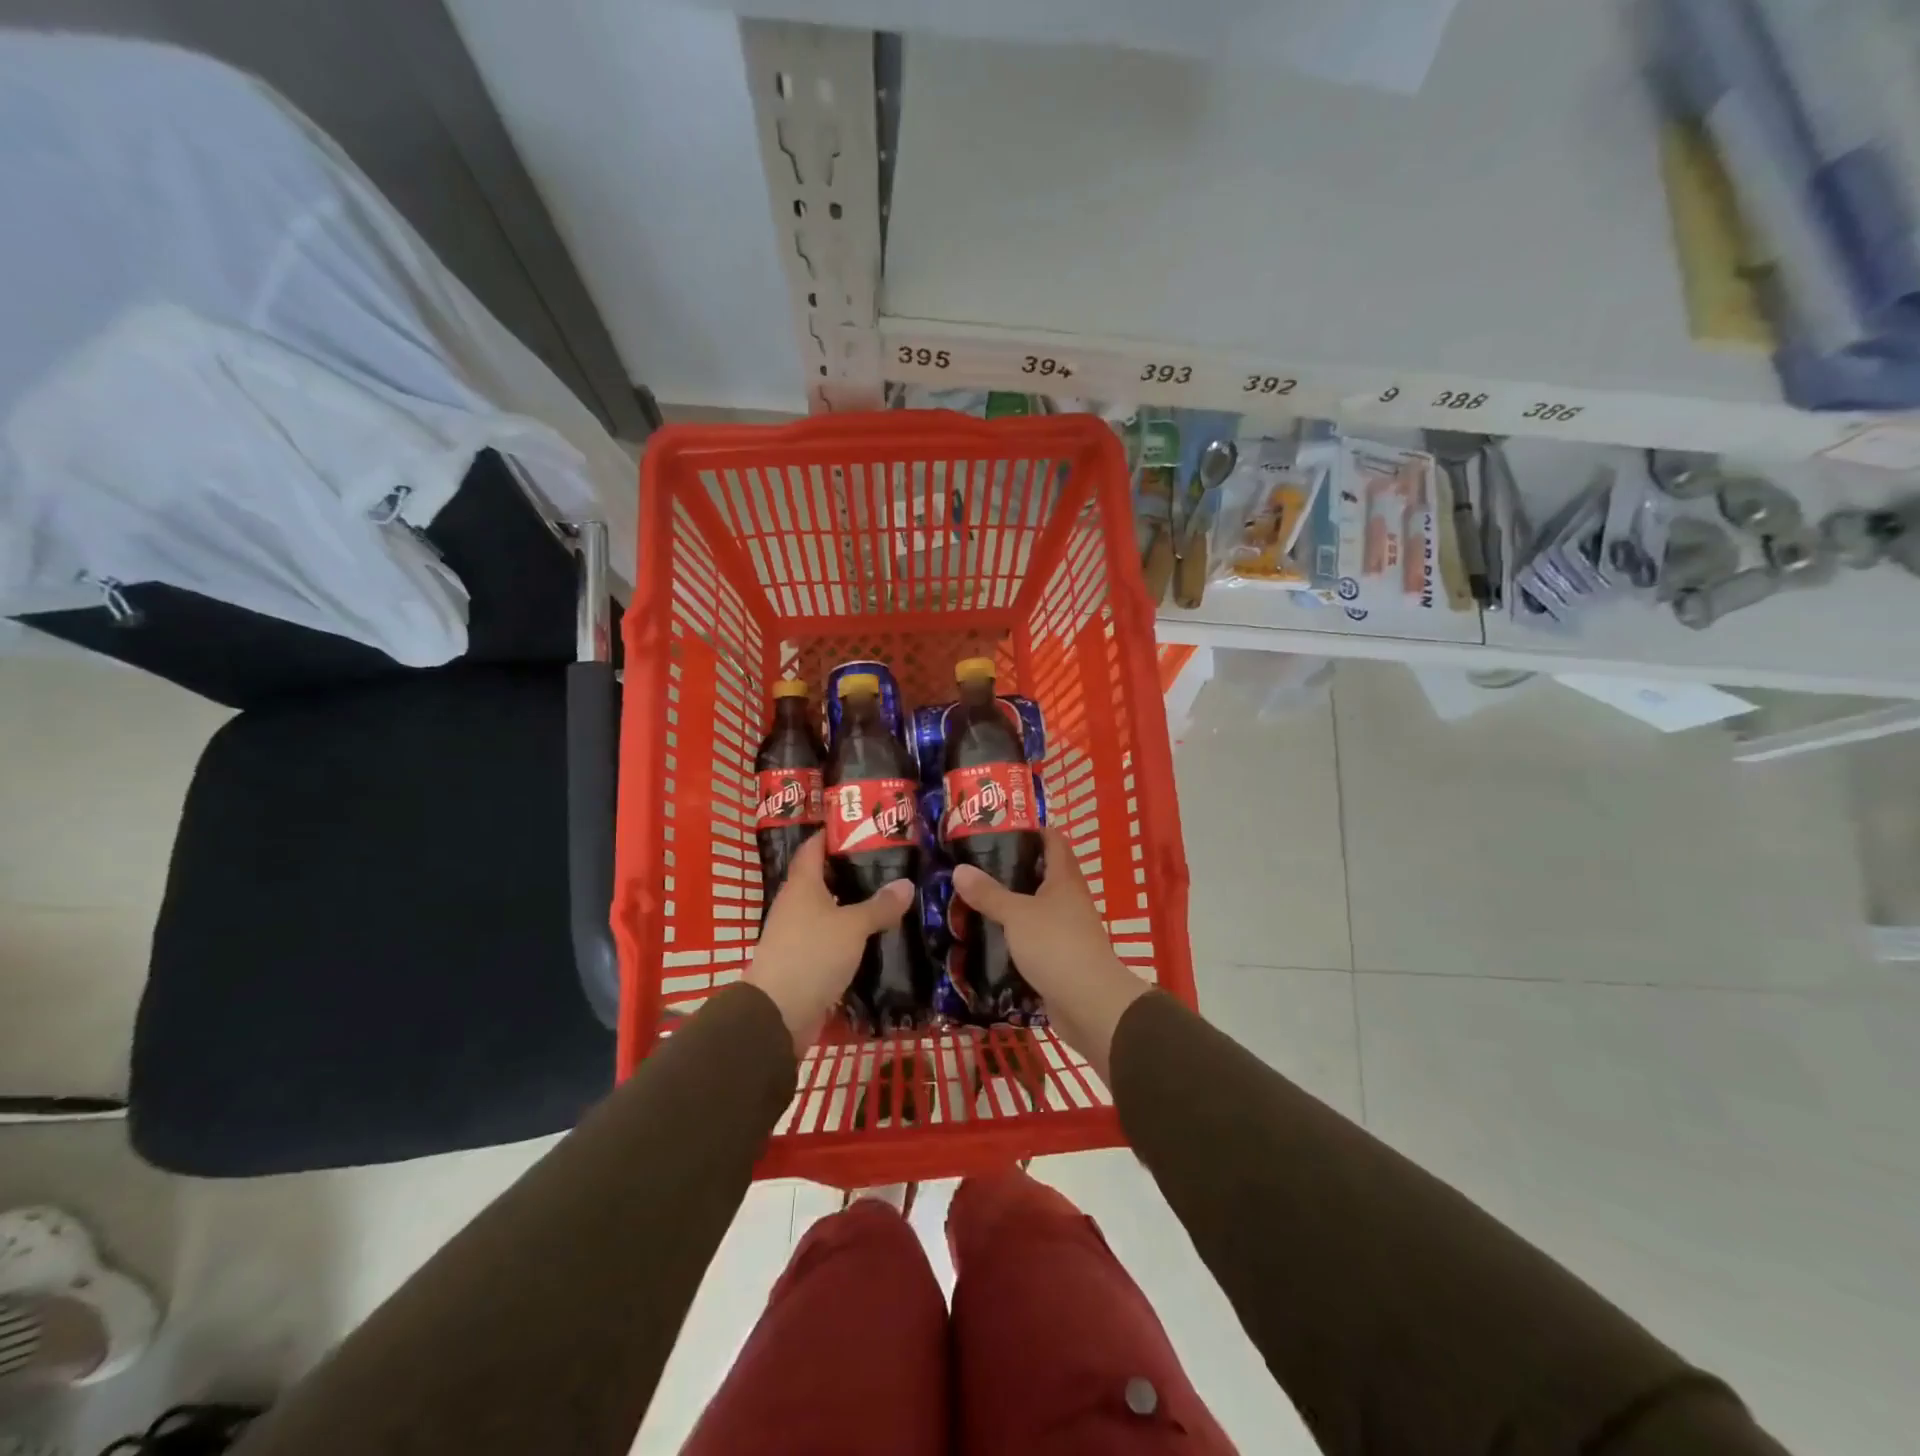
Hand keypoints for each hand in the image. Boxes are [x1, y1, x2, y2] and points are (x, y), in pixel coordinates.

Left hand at [746, 832, 912, 1052]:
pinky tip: (874, 937)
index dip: (833, 834)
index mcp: (802, 885)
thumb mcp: (853, 926)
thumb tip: (906, 884)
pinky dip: (849, 935)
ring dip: (852, 905)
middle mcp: (795, 904)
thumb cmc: (812, 954)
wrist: (777, 1013)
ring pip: (828, 910)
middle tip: (887, 864)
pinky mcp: (804, 962)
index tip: (860, 827)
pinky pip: (830, 939)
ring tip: (888, 898)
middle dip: (851, 870)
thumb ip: (879, 905)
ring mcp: (797, 934)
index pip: (814, 847)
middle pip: (822, 879)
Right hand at [951, 826, 1151, 1081]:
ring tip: (973, 898)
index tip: (999, 827)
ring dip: (1010, 904)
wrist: (1090, 1004)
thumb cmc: (1056, 946)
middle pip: (1042, 874)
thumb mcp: (1017, 915)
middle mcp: (1068, 899)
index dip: (1032, 829)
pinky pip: (1033, 938)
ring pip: (1035, 908)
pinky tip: (987, 936)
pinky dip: (1013, 935)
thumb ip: (989, 893)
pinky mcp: (1059, 958)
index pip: (1053, 841)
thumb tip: (959, 869)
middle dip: (1012, 868)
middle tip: (974, 864)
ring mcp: (1066, 930)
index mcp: (1064, 879)